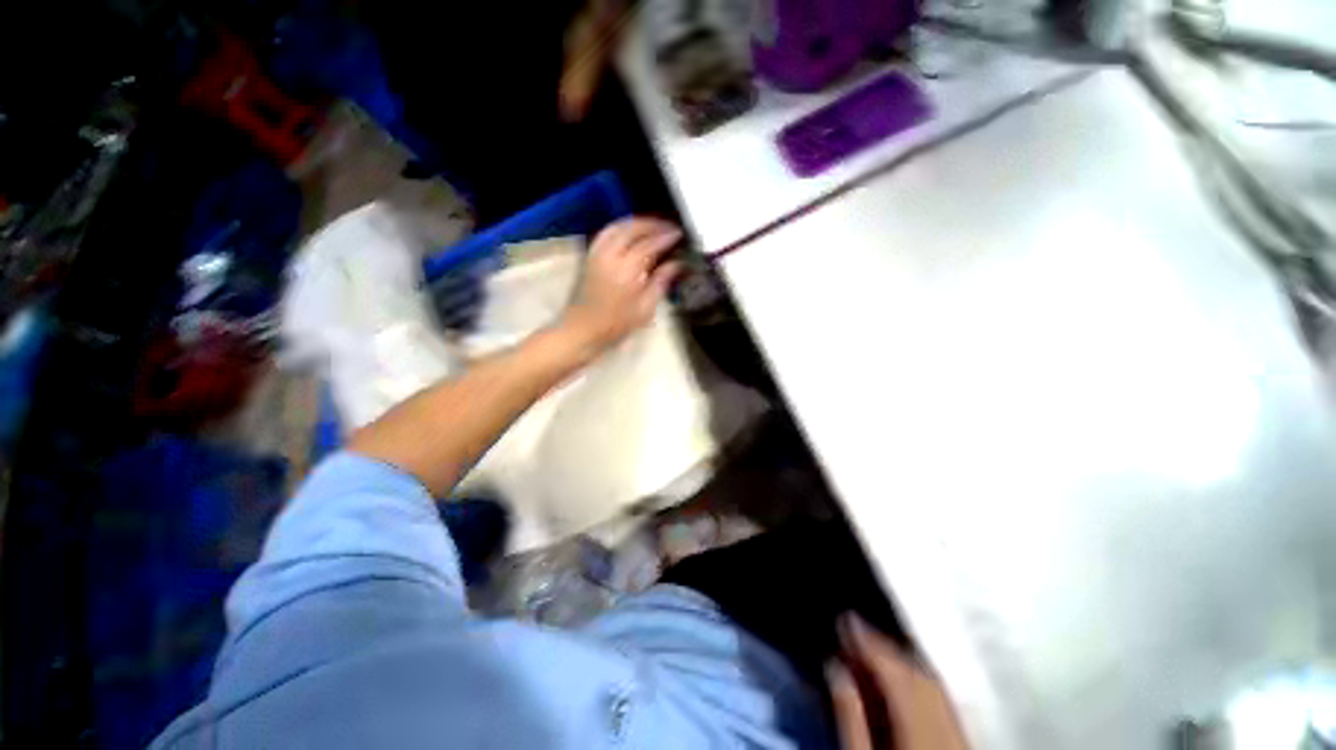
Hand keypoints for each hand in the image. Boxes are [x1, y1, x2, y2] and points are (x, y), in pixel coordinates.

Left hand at [563, 217, 682, 351]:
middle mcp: (610, 256)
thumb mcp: (644, 309)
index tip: (679, 234)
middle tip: (669, 227)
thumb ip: (660, 282)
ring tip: (653, 226)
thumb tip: (677, 264)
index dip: (665, 237)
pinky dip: (621, 227)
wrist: (582, 329)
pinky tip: (630, 232)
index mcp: (626, 271)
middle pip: (632, 228)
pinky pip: (606, 232)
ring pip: (618, 226)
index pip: (649, 245)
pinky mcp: (590, 255)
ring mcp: (597, 253)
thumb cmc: (615, 324)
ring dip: (637, 222)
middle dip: (653, 224)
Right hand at [828, 615, 968, 749]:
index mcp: (916, 725)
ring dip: (900, 658)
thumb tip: (834, 667)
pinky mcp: (961, 739)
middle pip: (914, 671)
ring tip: (875, 645)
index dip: (867, 639)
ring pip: (931, 681)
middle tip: (856, 627)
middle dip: (883, 644)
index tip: (847, 617)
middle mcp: (942, 722)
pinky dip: (919, 678)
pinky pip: (941, 697)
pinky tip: (904, 676)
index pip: (891, 669)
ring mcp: (957, 731)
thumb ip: (849, 715)